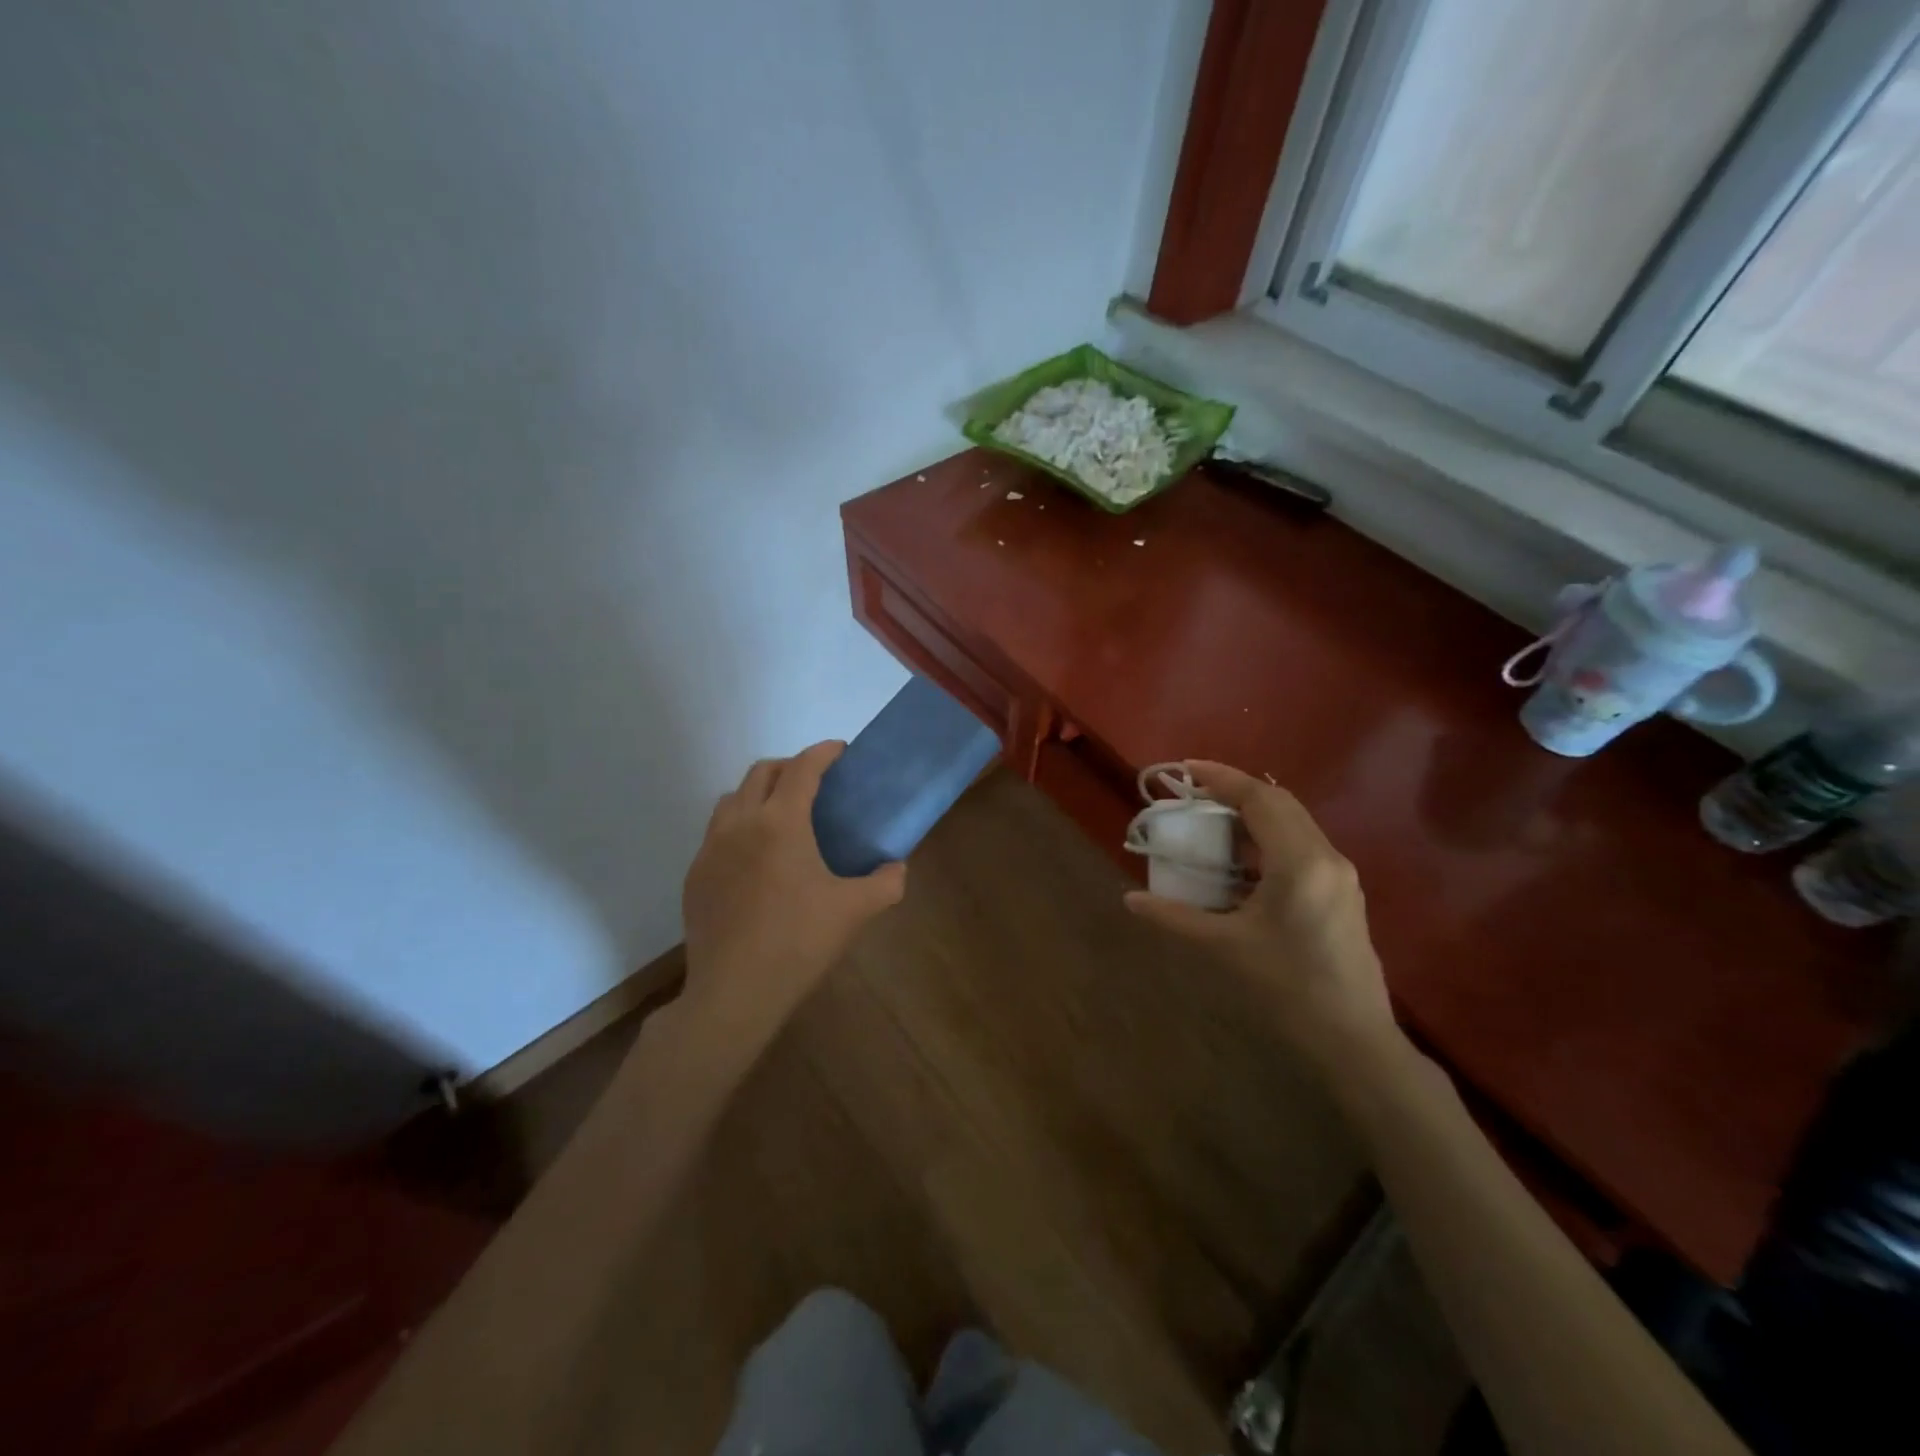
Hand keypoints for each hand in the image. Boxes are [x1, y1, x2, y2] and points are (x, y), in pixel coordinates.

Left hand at [680, 741, 906, 1035]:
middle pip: (762, 772)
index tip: (841, 751)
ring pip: (733, 798)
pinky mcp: (695, 874)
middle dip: (791, 766)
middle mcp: (740, 823)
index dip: (824, 753)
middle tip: (816, 783)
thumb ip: (886, 882)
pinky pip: (717, 832)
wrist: (734, 993)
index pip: (802, 768)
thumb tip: (896, 867)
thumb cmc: (799, 943)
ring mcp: (710, 848)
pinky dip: (740, 826)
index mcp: (781, 822)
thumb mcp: (856, 911)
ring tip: (782, 816)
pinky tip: (756, 859)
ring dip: (759, 793)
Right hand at [1124, 761, 1395, 1066]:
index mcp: (1299, 862)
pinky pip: (1302, 845)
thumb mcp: (1224, 948)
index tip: (1185, 770)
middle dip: (1236, 791)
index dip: (1221, 778)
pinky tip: (1243, 862)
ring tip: (1213, 823)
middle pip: (1280, 802)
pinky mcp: (1342, 892)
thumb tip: (1130, 899)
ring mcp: (1340, 874)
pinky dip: (1269, 838)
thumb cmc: (1287, 989)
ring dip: (1254, 814)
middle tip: (1195, 796)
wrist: (1354, 1038)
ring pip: (1294, 822)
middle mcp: (1326, 857)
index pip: (1259, 798)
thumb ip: (1175, 917)